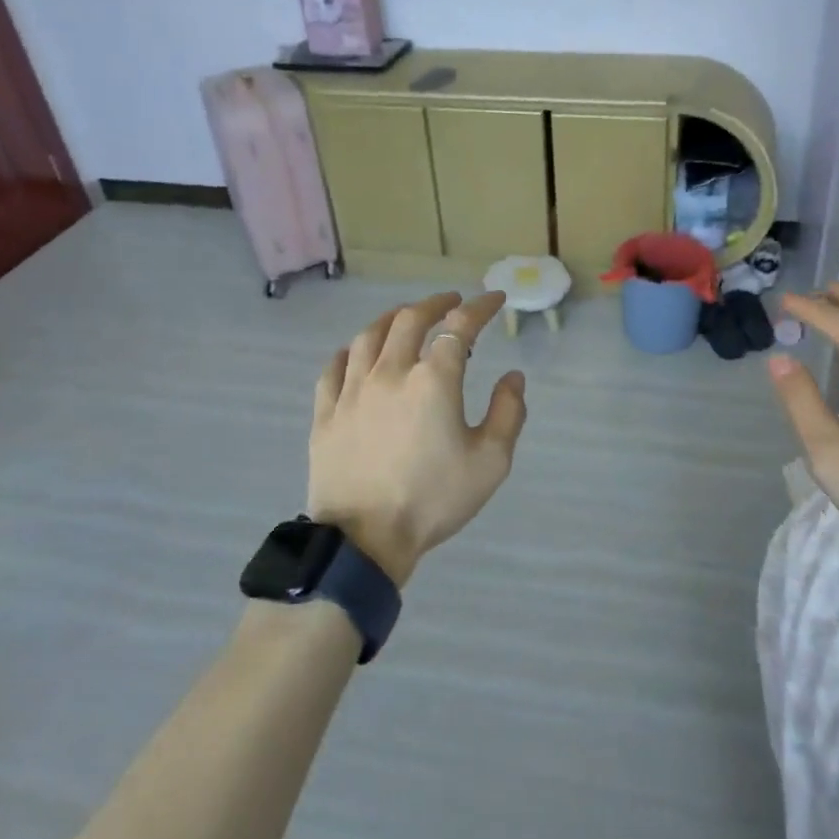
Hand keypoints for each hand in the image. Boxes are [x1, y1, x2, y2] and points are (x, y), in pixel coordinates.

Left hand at [307, 290, 527, 585]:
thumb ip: (508, 413)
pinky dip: (351, 351)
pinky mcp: (325, 413)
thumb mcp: (490, 462)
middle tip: (452, 301)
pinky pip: (334, 368)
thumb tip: (513, 377)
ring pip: (369, 336)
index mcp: (433, 381)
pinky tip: (357, 352)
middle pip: (410, 320)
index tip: (495, 299)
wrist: (364, 540)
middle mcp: (390, 373)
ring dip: (392, 319)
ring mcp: (351, 391)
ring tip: (406, 317)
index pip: (459, 326)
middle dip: (435, 303)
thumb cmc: (433, 499)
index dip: (480, 307)